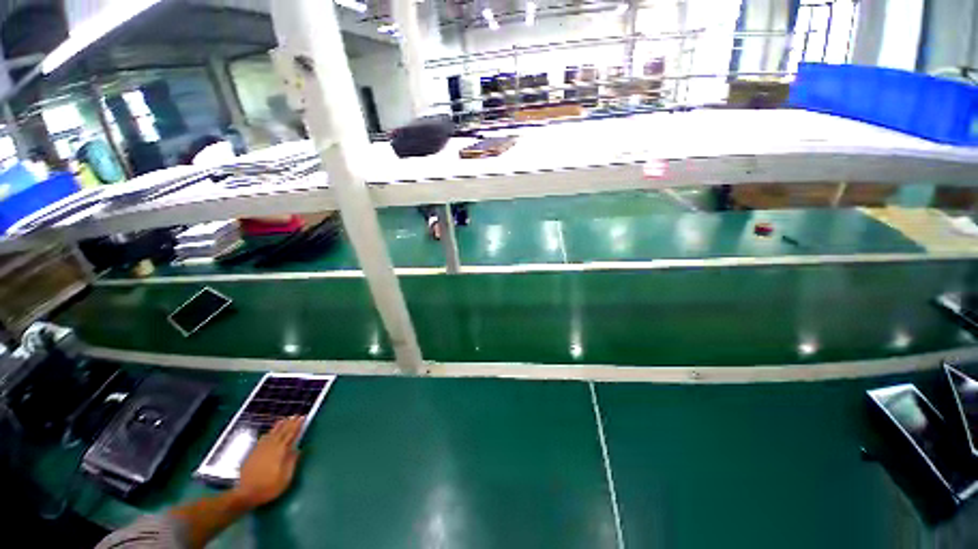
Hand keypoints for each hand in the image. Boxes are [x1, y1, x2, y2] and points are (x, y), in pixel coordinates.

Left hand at [232, 416, 303, 508]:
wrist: (245, 494)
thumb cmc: (268, 487)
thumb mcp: (285, 478)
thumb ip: (291, 462)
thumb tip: (297, 449)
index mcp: (279, 452)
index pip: (290, 435)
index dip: (297, 426)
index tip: (302, 417)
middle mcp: (270, 448)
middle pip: (281, 432)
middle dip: (289, 423)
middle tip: (295, 415)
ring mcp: (260, 450)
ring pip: (270, 434)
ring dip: (278, 426)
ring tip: (283, 419)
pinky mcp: (252, 455)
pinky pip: (261, 440)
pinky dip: (267, 434)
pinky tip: (268, 433)